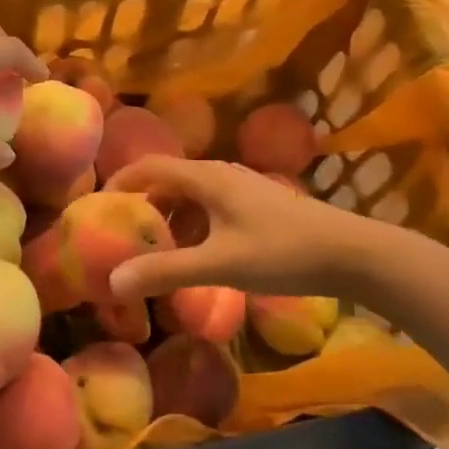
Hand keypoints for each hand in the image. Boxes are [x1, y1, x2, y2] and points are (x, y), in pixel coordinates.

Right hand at [107, 156, 370, 300]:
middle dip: (143, 207)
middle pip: (169, 181)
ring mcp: (242, 189)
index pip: (150, 167)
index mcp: (207, 178)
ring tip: (155, 252)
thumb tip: (113, 281)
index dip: (120, 183)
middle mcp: (221, 175)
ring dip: (170, 220)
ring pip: (192, 197)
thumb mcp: (219, 264)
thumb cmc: (282, 252)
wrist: (352, 254)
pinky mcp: (258, 206)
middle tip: (122, 237)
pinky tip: (197, 256)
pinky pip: (211, 209)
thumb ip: (166, 271)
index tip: (96, 207)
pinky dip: (194, 227)